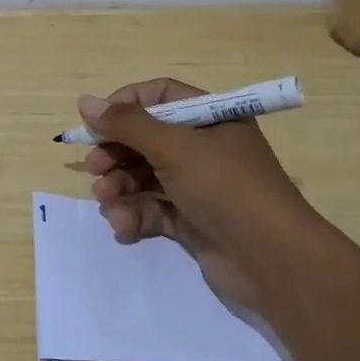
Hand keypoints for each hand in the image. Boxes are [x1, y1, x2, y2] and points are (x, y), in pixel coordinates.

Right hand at [81, 78, 313, 309]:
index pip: (161, 97)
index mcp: (212, 119)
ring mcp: (200, 187)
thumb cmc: (226, 189)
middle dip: (117, 153)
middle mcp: (206, 148)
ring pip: (146, 176)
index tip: (96, 123)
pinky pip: (154, 210)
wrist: (274, 263)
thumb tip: (85, 102)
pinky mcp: (193, 222)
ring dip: (120, 187)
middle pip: (148, 138)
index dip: (126, 106)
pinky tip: (123, 226)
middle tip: (94, 168)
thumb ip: (127, 124)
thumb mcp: (174, 148)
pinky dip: (135, 216)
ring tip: (105, 200)